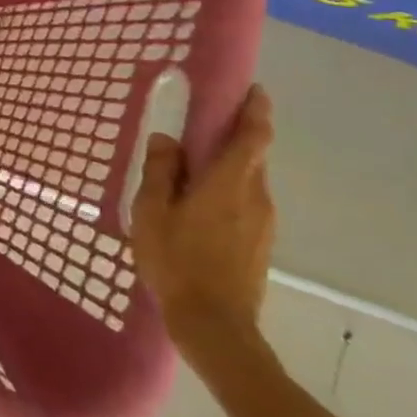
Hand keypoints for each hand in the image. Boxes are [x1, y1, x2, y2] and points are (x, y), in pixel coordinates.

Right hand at [130, 85, 277, 366]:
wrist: (215, 326)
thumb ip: (161, 172)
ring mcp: (263, 223)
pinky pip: (246, 204)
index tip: (253, 90)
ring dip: (227, 168)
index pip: (253, 136)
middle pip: (252, 157)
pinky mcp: (261, 244)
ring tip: (192, 171)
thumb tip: (167, 140)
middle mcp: (255, 197)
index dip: (256, 110)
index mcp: (229, 183)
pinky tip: (199, 208)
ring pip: (248, 181)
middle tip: (202, 128)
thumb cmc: (178, 261)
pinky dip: (227, 193)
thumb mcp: (152, 212)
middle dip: (234, 137)